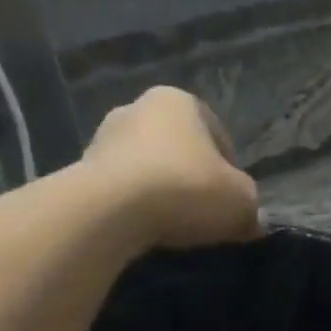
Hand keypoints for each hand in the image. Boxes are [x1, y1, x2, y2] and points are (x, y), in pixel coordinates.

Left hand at [83, 87, 260, 250]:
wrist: (110, 211)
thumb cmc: (186, 189)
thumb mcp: (241, 202)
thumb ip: (250, 206)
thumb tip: (249, 221)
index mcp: (179, 101)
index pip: (218, 137)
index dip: (231, 173)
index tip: (232, 203)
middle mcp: (137, 107)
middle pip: (178, 150)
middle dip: (191, 179)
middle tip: (204, 216)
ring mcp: (103, 137)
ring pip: (147, 169)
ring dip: (160, 193)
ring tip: (173, 227)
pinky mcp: (80, 170)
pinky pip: (121, 190)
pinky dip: (134, 208)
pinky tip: (144, 230)